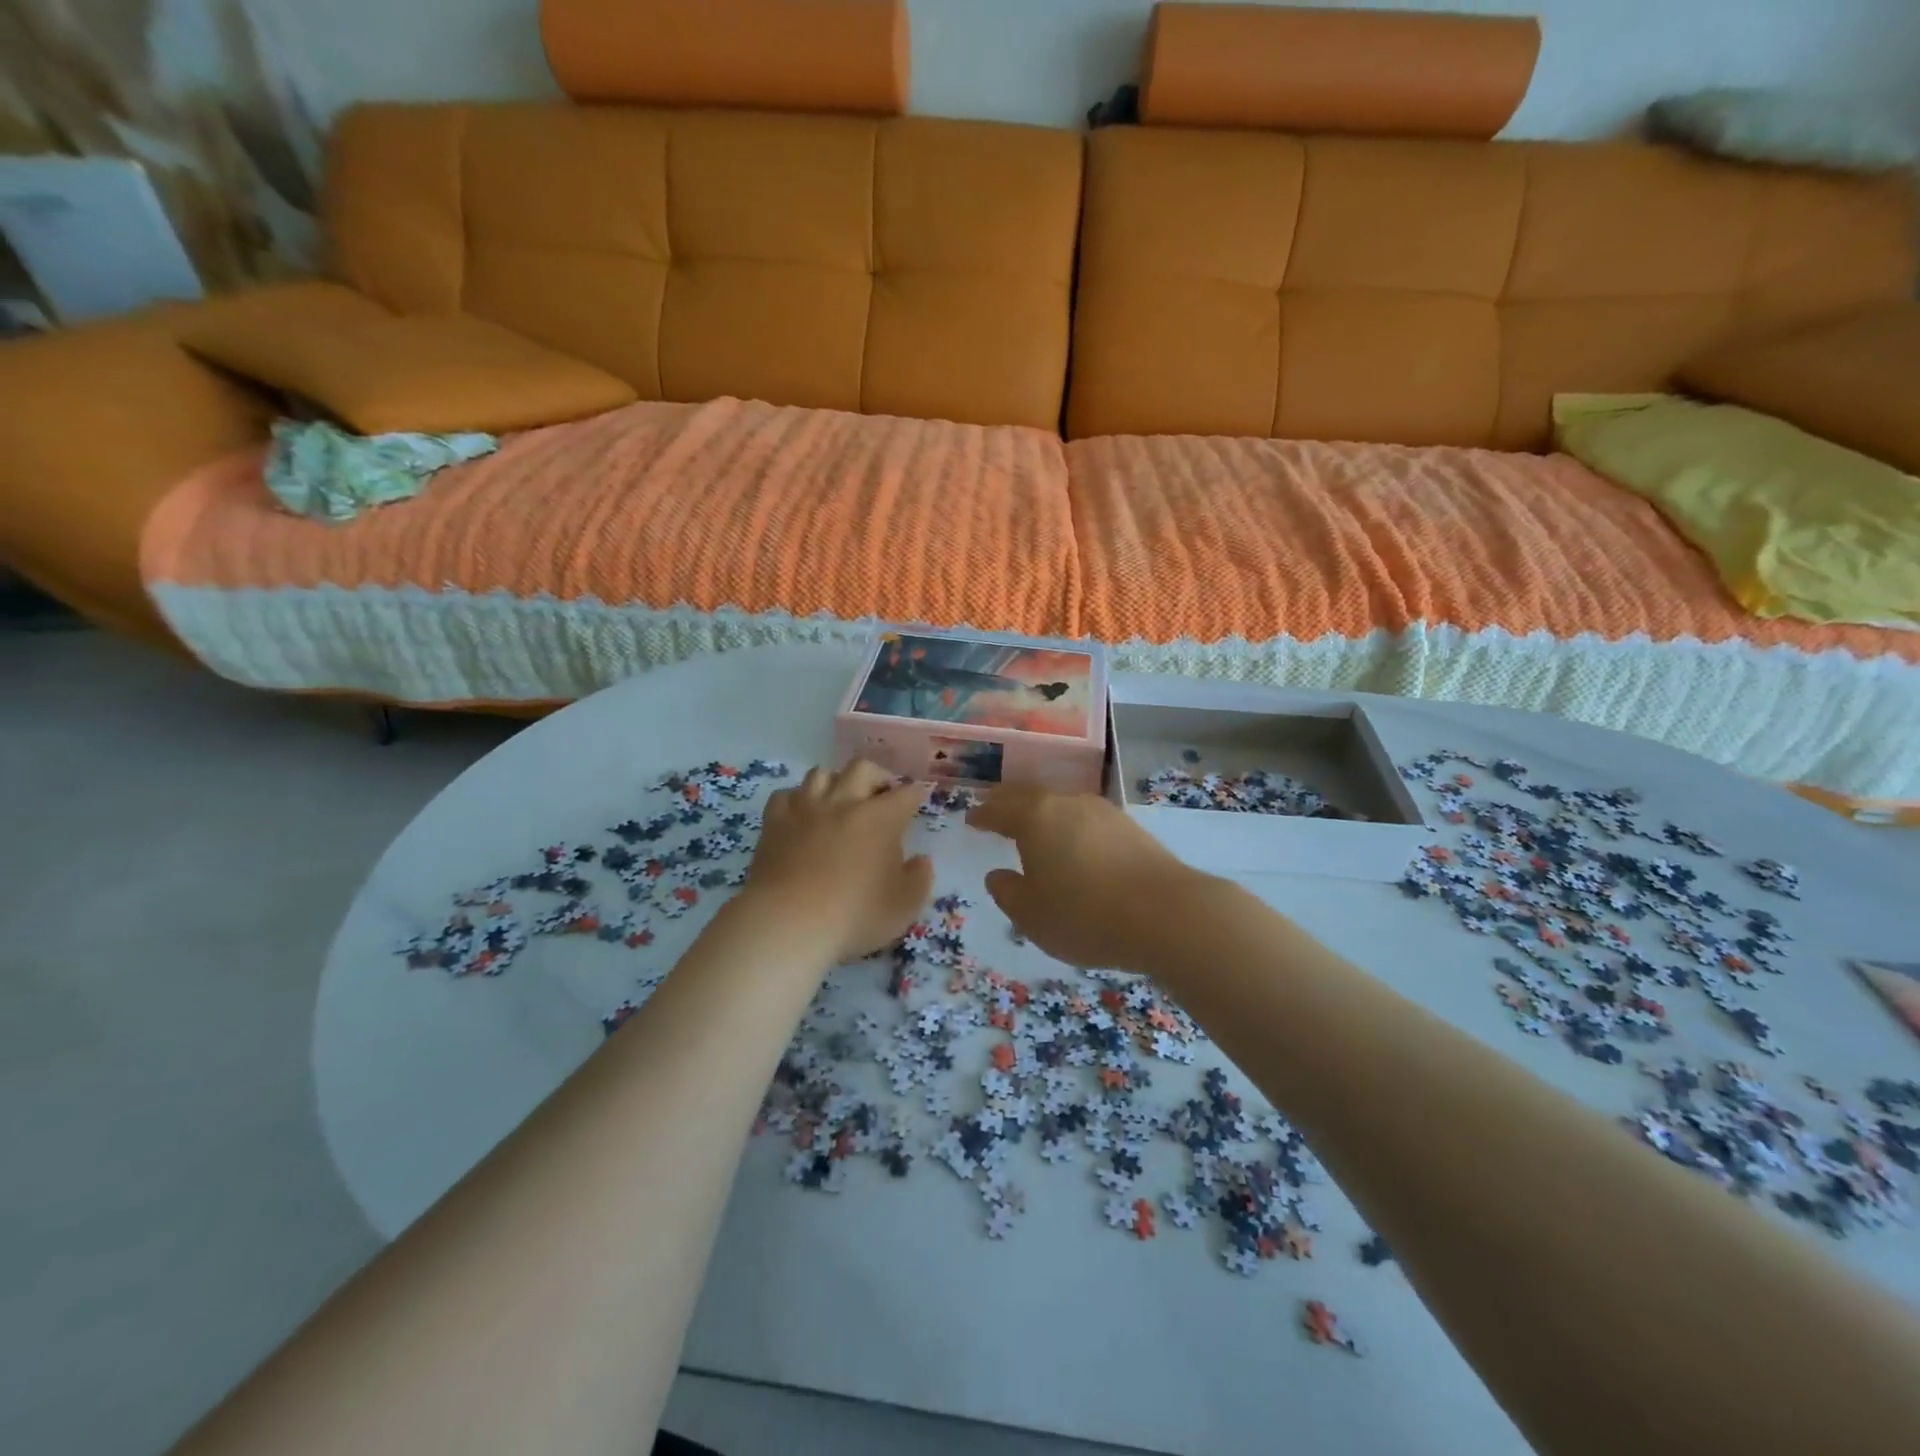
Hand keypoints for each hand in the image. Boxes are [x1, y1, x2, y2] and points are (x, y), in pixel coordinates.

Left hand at [742, 760, 933, 962]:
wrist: (787, 923)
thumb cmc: (853, 916)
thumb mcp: (903, 907)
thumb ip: (919, 879)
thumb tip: (921, 860)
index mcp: (881, 818)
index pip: (906, 793)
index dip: (915, 794)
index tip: (918, 800)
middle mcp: (844, 802)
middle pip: (862, 768)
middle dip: (877, 776)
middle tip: (882, 795)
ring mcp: (805, 809)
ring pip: (821, 773)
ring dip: (835, 782)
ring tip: (840, 799)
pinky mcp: (774, 822)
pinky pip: (785, 795)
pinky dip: (797, 799)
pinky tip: (801, 813)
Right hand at [967, 784, 1207, 970]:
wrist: (1166, 913)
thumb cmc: (1085, 914)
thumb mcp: (1032, 915)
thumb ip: (1008, 892)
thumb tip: (998, 875)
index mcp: (1035, 817)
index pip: (999, 808)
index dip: (983, 815)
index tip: (972, 820)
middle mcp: (1067, 803)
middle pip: (1031, 795)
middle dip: (1010, 804)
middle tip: (997, 813)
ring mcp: (1103, 812)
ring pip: (1062, 804)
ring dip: (1043, 814)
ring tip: (1035, 830)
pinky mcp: (1130, 827)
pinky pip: (1087, 819)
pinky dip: (1071, 827)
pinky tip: (1075, 844)